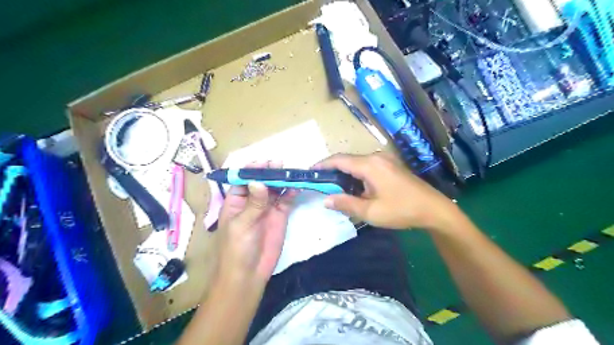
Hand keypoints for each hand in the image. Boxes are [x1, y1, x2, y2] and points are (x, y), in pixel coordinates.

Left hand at [216, 162, 296, 284]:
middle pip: (261, 181)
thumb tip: (260, 181)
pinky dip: (291, 193)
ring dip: (281, 180)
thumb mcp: (242, 225)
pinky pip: (286, 200)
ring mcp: (267, 208)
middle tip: (279, 164)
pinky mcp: (280, 216)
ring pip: (275, 189)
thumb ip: (254, 204)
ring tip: (289, 172)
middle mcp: (252, 201)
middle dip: (269, 172)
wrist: (249, 275)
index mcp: (235, 201)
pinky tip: (295, 187)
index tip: (262, 162)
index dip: (251, 170)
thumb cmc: (236, 249)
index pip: (243, 180)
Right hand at [317, 153, 459, 231]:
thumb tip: (326, 200)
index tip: (310, 171)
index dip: (322, 164)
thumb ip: (346, 203)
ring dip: (345, 173)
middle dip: (332, 170)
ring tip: (334, 187)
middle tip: (321, 183)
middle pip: (347, 160)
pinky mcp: (390, 165)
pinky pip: (367, 166)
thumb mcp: (370, 211)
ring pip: (357, 163)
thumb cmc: (401, 210)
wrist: (433, 209)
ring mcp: (385, 160)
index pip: (339, 160)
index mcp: (369, 165)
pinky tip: (354, 186)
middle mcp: (376, 157)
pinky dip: (356, 174)